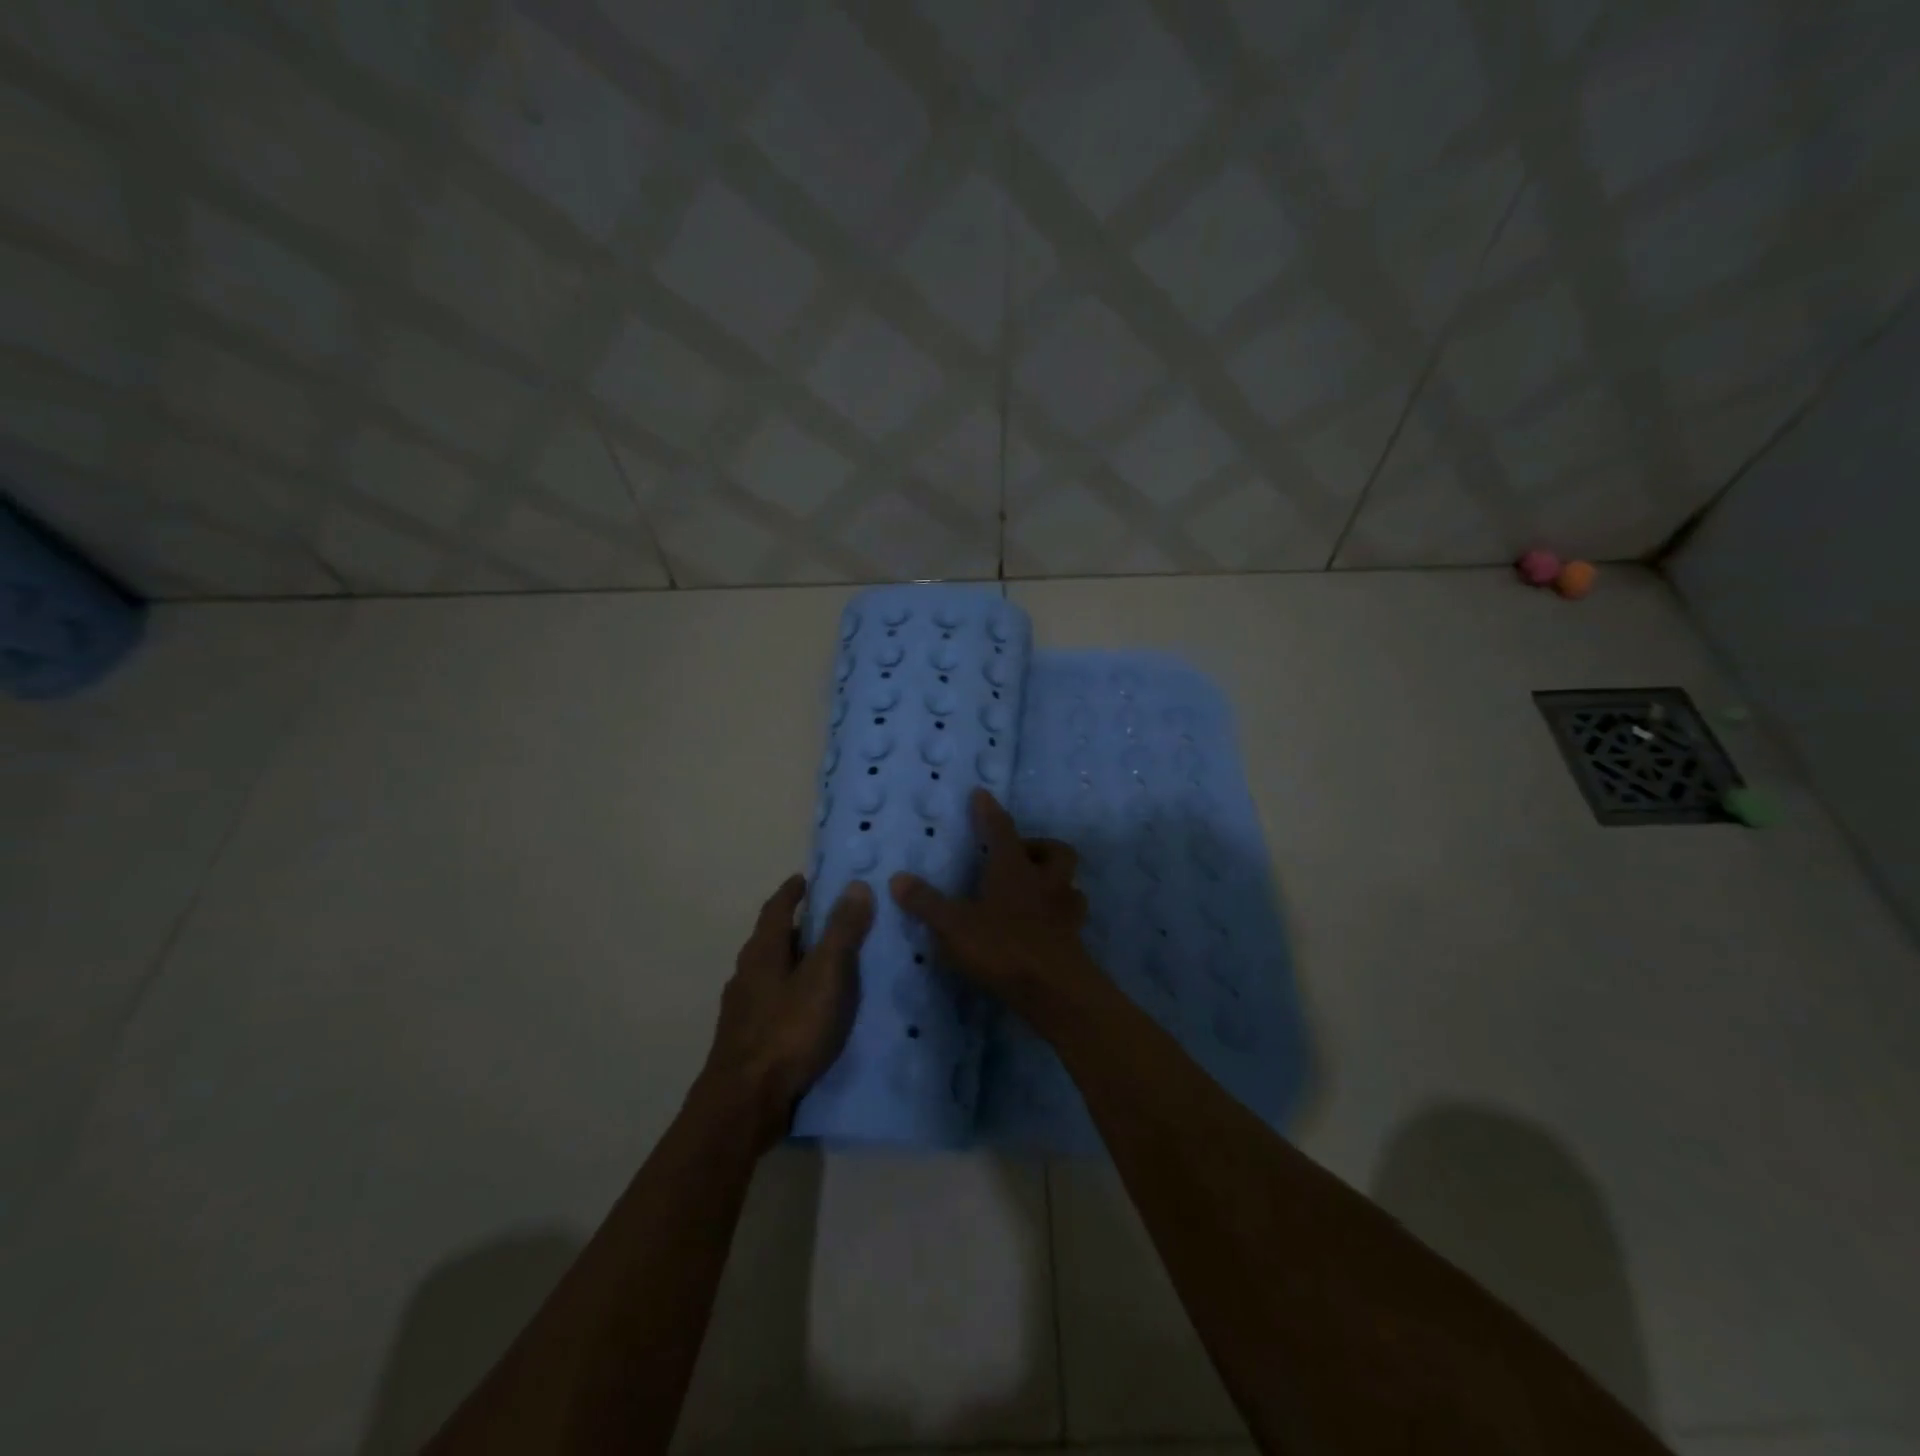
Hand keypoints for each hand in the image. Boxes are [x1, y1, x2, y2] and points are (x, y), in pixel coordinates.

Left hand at [699, 875, 873, 1148]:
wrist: (744, 1104)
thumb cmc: (787, 1031)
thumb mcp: (825, 976)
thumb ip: (841, 931)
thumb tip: (856, 885)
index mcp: (762, 952)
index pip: (776, 908)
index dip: (792, 892)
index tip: (807, 879)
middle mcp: (747, 975)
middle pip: (772, 940)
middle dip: (798, 928)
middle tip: (830, 922)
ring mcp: (743, 1011)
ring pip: (772, 974)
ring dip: (796, 964)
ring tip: (829, 966)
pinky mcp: (747, 1041)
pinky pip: (775, 1004)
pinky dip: (794, 996)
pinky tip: (813, 1012)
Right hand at [890, 788, 1095, 1023]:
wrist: (1055, 991)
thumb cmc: (1002, 948)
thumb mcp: (953, 926)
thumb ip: (926, 902)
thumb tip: (898, 878)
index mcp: (1013, 869)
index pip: (1001, 829)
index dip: (989, 811)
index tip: (981, 794)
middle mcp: (1045, 882)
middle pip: (1056, 851)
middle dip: (1038, 847)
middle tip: (1017, 856)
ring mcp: (1064, 911)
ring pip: (1070, 884)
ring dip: (1055, 881)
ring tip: (1034, 891)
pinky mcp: (1073, 940)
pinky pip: (1070, 916)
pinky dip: (1057, 915)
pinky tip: (1042, 926)